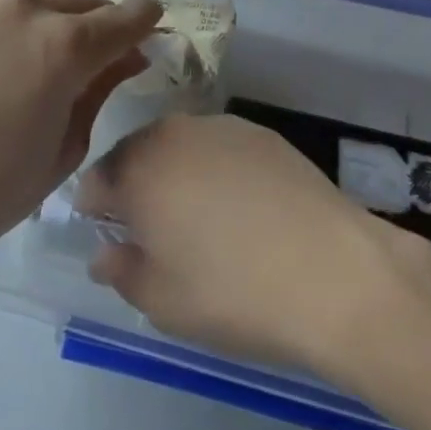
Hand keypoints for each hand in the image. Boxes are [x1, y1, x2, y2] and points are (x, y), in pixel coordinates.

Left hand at [0, 0, 162, 277]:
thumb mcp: (62, 151)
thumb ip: (99, 93)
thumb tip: (126, 58)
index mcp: (66, 49)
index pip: (123, 21)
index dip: (145, 23)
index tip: (153, 29)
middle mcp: (28, 12)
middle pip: (83, 7)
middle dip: (104, 24)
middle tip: (109, 51)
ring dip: (62, 14)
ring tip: (63, 34)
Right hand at [75, 113, 430, 377]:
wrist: (334, 273)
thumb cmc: (233, 292)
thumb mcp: (162, 301)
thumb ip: (122, 271)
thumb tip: (104, 254)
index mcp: (138, 169)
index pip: (95, 180)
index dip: (95, 208)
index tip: (107, 235)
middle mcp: (173, 133)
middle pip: (137, 155)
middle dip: (135, 186)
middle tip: (154, 232)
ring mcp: (222, 127)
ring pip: (180, 147)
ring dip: (177, 174)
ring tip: (201, 219)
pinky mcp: (263, 134)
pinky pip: (220, 148)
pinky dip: (217, 170)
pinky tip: (242, 208)